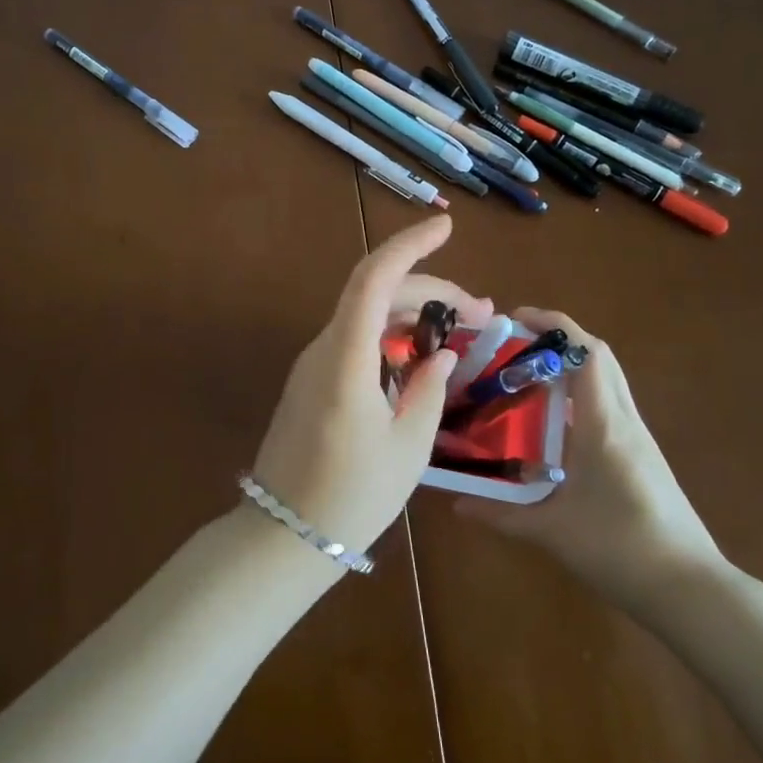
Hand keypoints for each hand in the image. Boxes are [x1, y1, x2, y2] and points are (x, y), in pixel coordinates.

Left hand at [251, 216, 490, 558]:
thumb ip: (429, 390)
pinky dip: (390, 335)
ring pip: (365, 315)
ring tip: (459, 330)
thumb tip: (443, 353)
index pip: (374, 278)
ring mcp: (313, 363)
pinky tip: (419, 356)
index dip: (409, 245)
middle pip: (374, 293)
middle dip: (428, 289)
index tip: (446, 227)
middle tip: (479, 311)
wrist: (283, 535)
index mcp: (346, 358)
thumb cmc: (352, 496)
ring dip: (411, 313)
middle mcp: (324, 347)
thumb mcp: (407, 448)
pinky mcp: (312, 381)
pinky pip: (354, 340)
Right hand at [456, 307, 729, 619]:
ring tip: (528, 373)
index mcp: (603, 424)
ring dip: (572, 363)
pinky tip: (554, 419)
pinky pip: (611, 403)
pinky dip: (582, 391)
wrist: (691, 590)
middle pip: (599, 356)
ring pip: (608, 378)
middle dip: (559, 337)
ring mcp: (639, 436)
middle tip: (516, 342)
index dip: (552, 324)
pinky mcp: (643, 454)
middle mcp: (624, 419)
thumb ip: (500, 514)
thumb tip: (455, 503)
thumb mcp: (551, 531)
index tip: (514, 317)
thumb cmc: (620, 549)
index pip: (585, 352)